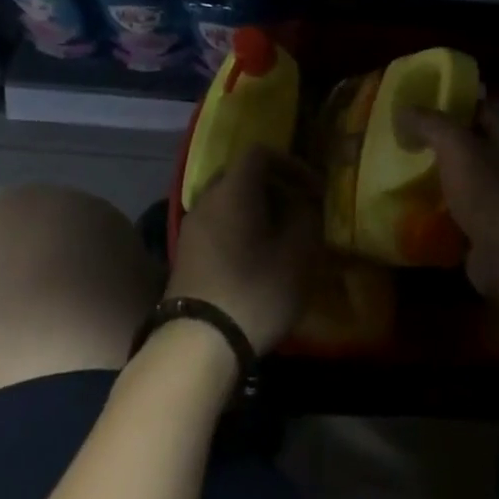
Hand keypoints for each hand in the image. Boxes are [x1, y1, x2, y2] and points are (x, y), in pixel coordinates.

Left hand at [169, 145, 322, 351]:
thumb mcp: (298, 252)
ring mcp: (192, 227)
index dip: (291, 164)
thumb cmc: (255, 290)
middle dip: (273, 187)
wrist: (197, 345)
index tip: (313, 190)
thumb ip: (305, 216)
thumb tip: (301, 203)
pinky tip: (255, 259)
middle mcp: (207, 199)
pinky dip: (239, 229)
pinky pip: (217, 225)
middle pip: (242, 175)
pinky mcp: (185, 254)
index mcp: (234, 189)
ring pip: (228, 202)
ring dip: (256, 211)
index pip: (261, 153)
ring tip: (280, 238)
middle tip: (298, 210)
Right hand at [395, 105, 498, 304]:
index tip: (418, 111)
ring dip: (445, 174)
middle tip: (410, 141)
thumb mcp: (453, 145)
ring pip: (470, 174)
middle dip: (443, 142)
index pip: (478, 107)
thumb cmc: (487, 191)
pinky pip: (469, 204)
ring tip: (411, 171)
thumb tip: (403, 110)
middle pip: (474, 141)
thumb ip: (428, 123)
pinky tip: (423, 203)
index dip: (449, 105)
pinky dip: (449, 203)